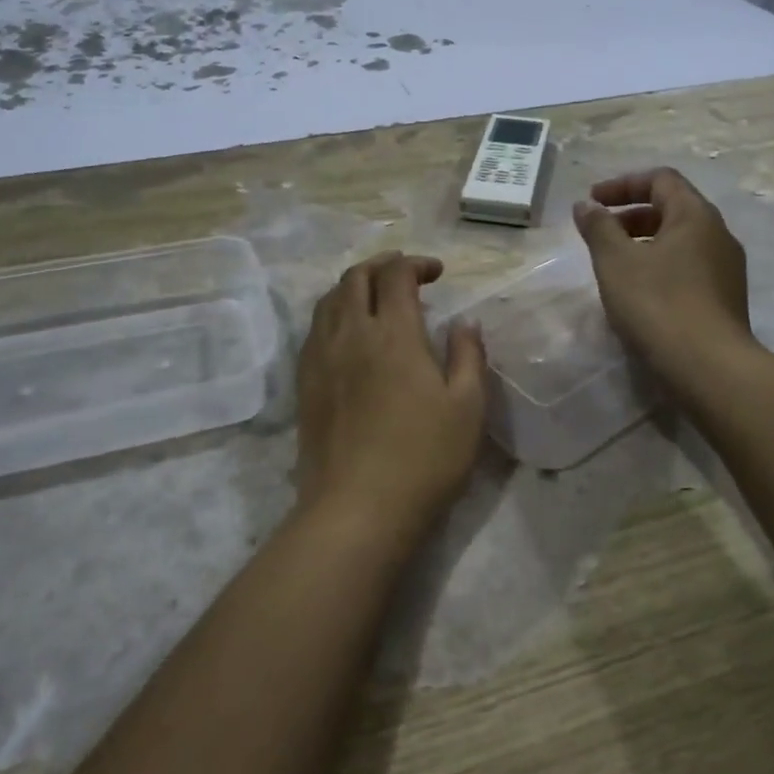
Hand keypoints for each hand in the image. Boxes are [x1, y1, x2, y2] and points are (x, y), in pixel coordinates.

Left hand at [296, 252, 487, 536]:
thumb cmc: (424, 458)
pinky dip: (333, 314)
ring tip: (375, 296)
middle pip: (356, 278)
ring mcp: (321, 358)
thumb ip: (468, 356)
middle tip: (405, 272)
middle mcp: (351, 334)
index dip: (416, 263)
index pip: (397, 276)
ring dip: (354, 286)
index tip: (437, 272)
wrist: (357, 509)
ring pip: (329, 300)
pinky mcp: (305, 384)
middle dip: (381, 264)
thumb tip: (465, 322)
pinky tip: (347, 333)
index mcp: (394, 334)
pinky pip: (314, 330)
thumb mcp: (467, 407)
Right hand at [574, 168, 755, 390]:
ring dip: (644, 243)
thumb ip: (598, 227)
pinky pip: (688, 267)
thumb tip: (586, 205)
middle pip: (672, 208)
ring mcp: (726, 269)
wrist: (708, 367)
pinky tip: (639, 294)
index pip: (661, 179)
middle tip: (599, 233)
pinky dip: (659, 266)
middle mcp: (718, 234)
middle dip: (631, 215)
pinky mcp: (725, 299)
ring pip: (680, 241)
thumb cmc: (657, 304)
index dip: (623, 184)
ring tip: (615, 265)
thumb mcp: (616, 261)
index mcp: (695, 215)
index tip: (593, 201)